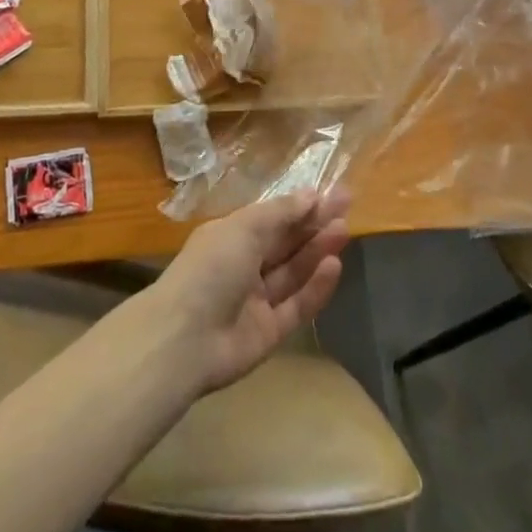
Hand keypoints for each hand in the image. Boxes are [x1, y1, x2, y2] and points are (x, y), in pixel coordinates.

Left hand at [149, 189, 349, 394]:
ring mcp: (256, 301)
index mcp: (232, 237)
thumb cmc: (211, 267)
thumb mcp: (245, 228)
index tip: (331, 192)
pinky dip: (315, 288)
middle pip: (286, 242)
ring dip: (318, 250)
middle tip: (347, 205)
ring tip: (344, 229)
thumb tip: (310, 194)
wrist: (184, 339)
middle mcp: (244, 266)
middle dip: (315, 223)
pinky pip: (296, 306)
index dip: (301, 205)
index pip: (273, 218)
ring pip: (293, 272)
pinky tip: (334, 266)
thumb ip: (281, 213)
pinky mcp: (269, 333)